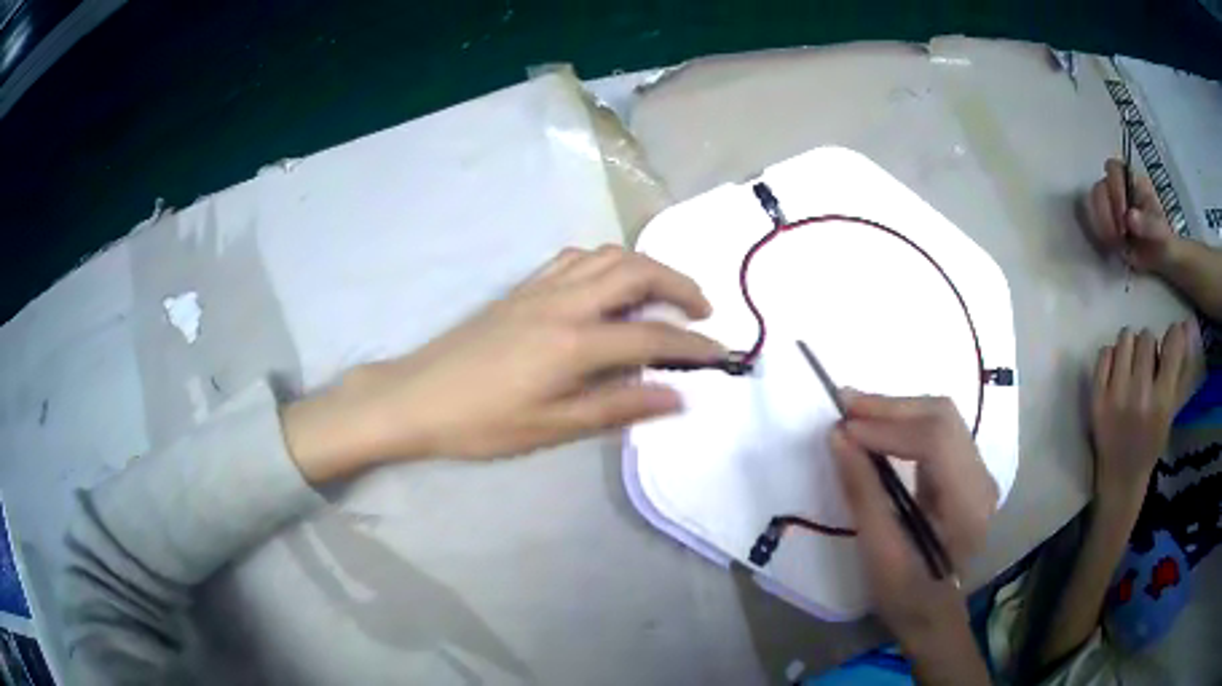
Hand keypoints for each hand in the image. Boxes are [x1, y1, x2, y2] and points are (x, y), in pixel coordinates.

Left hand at [284, 245, 725, 482]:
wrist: (417, 397)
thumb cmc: (482, 423)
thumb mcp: (552, 428)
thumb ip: (617, 408)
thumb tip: (677, 397)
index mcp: (574, 344)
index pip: (652, 337)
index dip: (694, 346)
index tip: (723, 354)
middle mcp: (564, 303)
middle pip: (637, 273)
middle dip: (680, 285)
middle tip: (702, 310)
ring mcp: (541, 288)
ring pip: (608, 256)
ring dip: (646, 267)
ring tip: (663, 293)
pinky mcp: (522, 287)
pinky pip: (575, 258)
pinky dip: (605, 263)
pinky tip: (607, 286)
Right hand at [829, 393, 996, 668]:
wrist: (932, 613)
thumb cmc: (905, 593)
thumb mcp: (879, 552)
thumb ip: (863, 491)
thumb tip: (839, 436)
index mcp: (968, 505)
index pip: (936, 442)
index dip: (888, 427)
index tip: (843, 428)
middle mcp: (982, 479)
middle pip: (943, 418)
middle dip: (891, 407)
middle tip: (845, 405)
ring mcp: (979, 472)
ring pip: (942, 418)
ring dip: (898, 411)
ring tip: (856, 412)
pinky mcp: (968, 472)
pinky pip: (939, 431)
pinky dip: (906, 424)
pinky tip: (880, 428)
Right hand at [1084, 158, 1176, 272]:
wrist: (1162, 262)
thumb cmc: (1163, 239)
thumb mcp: (1161, 232)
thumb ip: (1148, 224)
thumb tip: (1130, 218)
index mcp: (1131, 181)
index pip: (1114, 169)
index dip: (1115, 188)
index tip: (1124, 216)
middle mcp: (1117, 188)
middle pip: (1100, 188)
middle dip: (1107, 213)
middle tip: (1120, 236)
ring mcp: (1109, 206)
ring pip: (1093, 205)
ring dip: (1103, 226)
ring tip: (1117, 244)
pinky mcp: (1104, 224)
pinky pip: (1093, 223)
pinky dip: (1100, 235)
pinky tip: (1112, 247)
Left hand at [1090, 323, 1191, 504]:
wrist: (1120, 478)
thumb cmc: (1151, 444)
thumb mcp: (1171, 412)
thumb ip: (1179, 371)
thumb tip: (1184, 327)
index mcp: (1161, 402)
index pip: (1172, 347)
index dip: (1173, 336)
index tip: (1172, 338)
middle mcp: (1139, 395)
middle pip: (1146, 337)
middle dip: (1149, 346)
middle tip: (1147, 364)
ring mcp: (1115, 396)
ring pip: (1125, 338)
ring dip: (1130, 347)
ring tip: (1131, 367)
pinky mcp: (1095, 398)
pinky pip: (1104, 353)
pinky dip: (1111, 357)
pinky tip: (1116, 374)